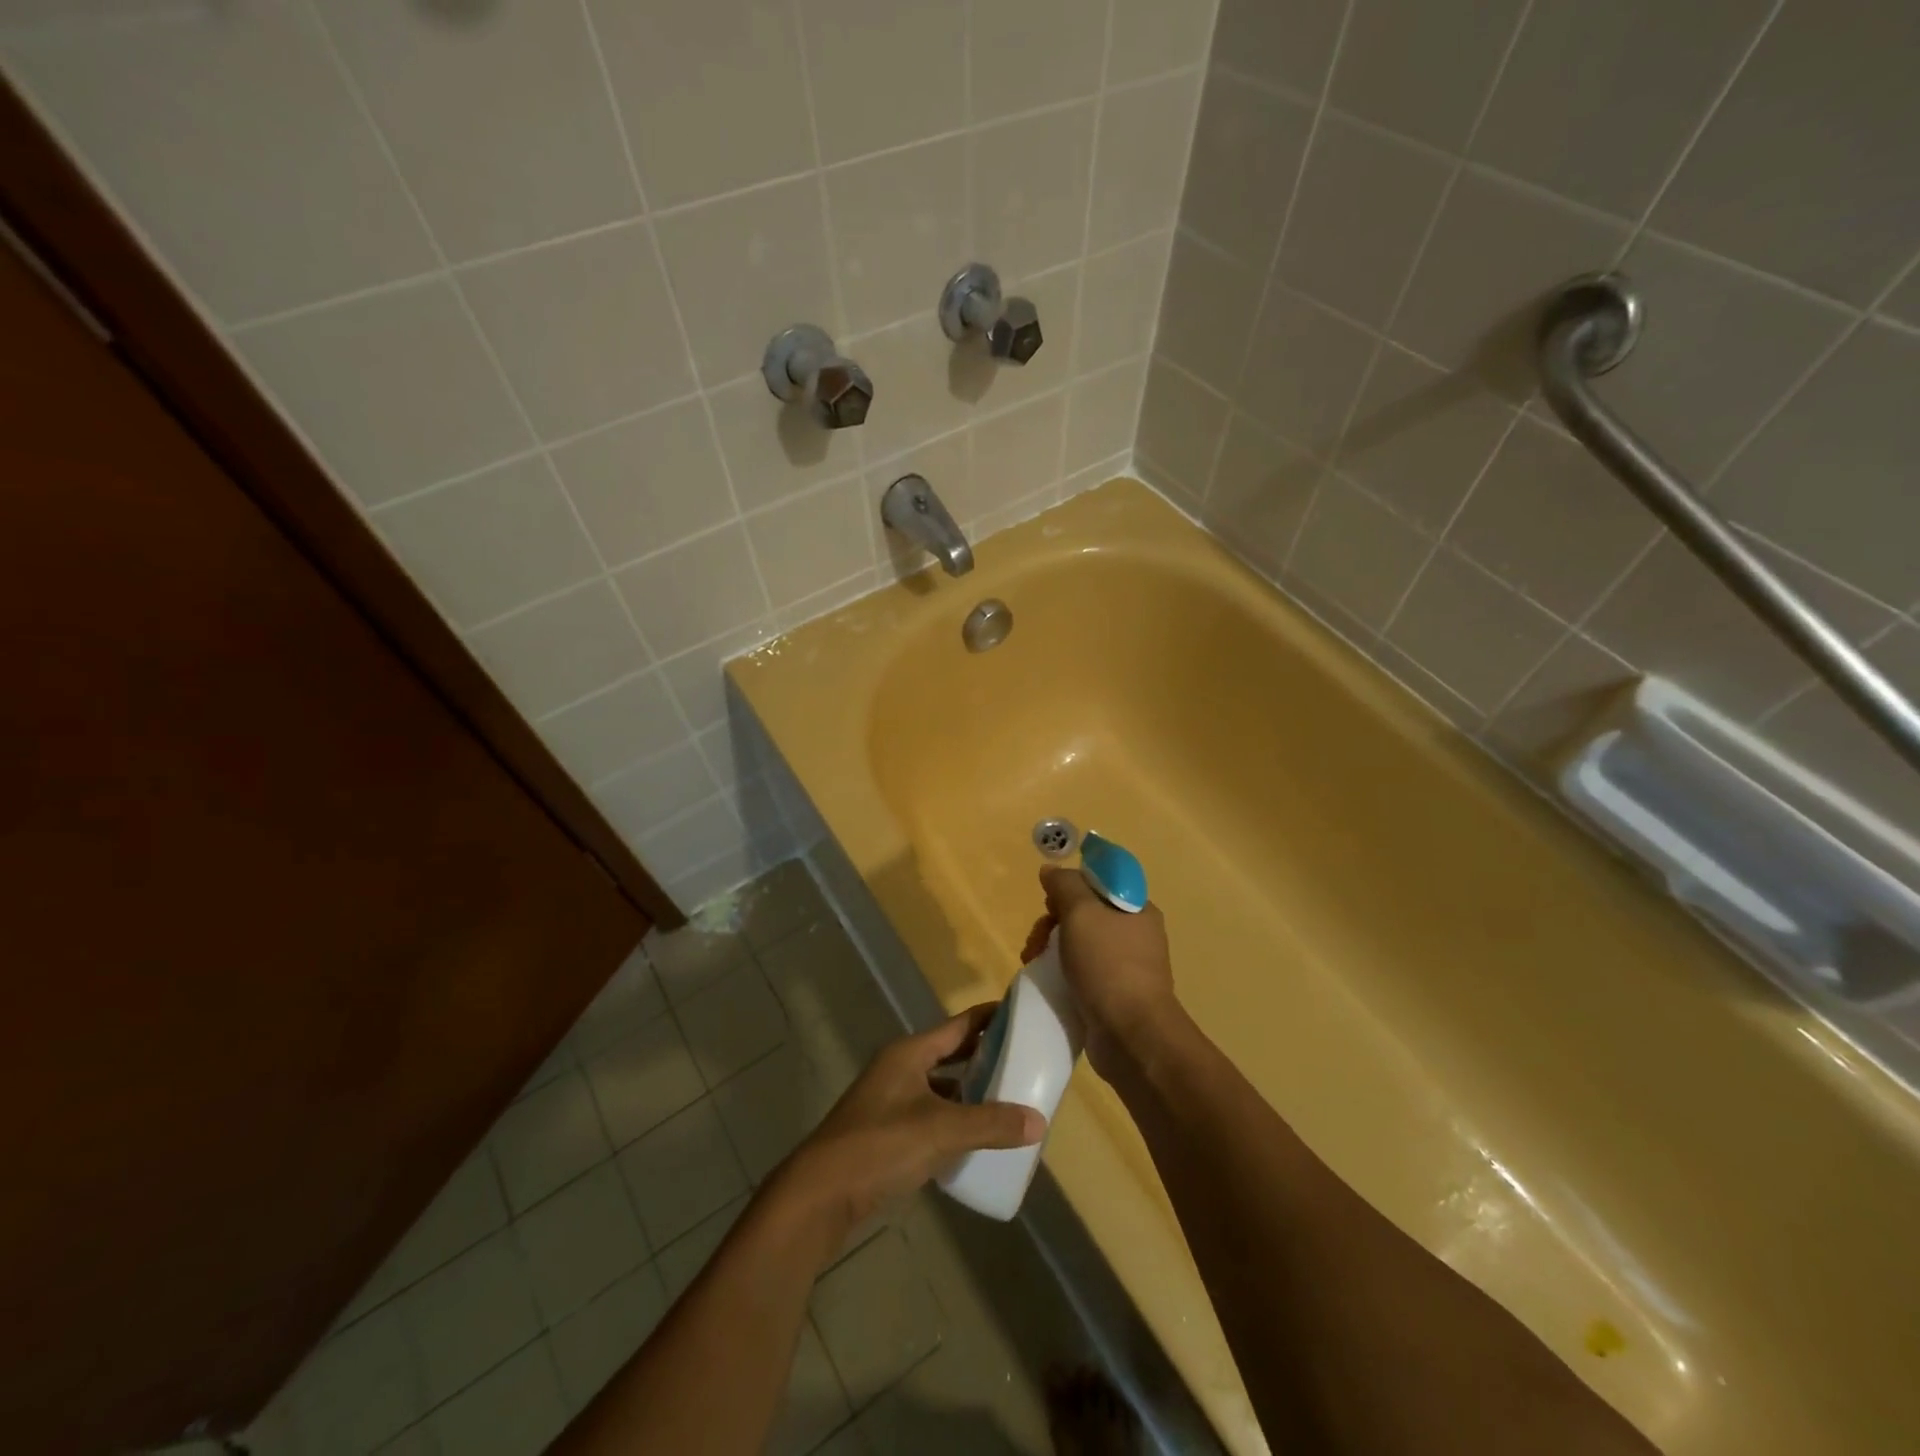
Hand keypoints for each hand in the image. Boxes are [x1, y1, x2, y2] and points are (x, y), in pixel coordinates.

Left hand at [775, 1006, 1045, 1236]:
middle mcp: (899, 1068)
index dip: (989, 1017)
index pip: (959, 1025)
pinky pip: (930, 1114)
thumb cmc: (881, 1146)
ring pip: (940, 1086)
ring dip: (969, 1091)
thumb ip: (991, 1124)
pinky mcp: (886, 1132)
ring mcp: (890, 1101)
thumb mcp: (942, 1130)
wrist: (821, 1195)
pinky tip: (975, 1138)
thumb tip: (1039, 1121)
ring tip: (1007, 1099)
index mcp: (909, 1053)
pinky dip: (953, 1119)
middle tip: (1024, 1060)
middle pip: (949, 1054)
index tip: (1022, 1014)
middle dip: (984, 1056)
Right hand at [1027, 867, 1176, 1077]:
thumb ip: (1064, 885)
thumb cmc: (1108, 965)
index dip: (1070, 887)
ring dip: (1051, 948)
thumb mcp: (1081, 913)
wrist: (1131, 1035)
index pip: (1099, 883)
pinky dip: (1061, 973)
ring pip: (1079, 944)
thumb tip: (1051, 870)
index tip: (1050, 903)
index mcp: (1137, 909)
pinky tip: (1046, 981)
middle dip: (1053, 922)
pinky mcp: (1113, 995)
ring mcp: (1125, 967)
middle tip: (1038, 939)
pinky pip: (1081, 972)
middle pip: (1085, 913)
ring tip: (1032, 962)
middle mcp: (1135, 934)